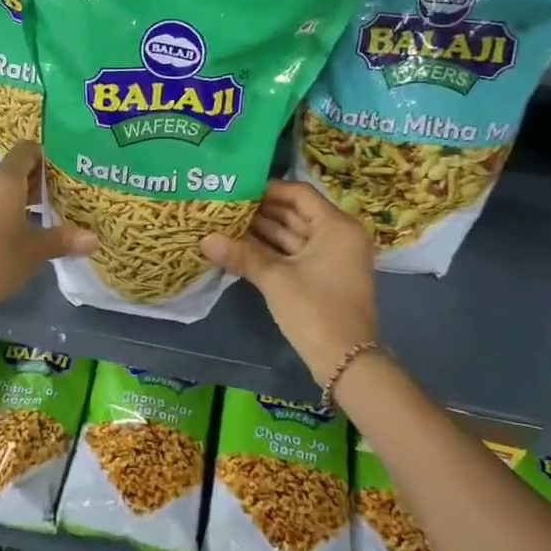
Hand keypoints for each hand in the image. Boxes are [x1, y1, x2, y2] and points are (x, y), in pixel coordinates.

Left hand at [0, 143, 94, 315]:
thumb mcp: (34, 251)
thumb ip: (63, 239)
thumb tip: (94, 238)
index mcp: (3, 179)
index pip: (26, 150)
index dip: (46, 158)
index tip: (64, 175)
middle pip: (13, 170)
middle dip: (36, 183)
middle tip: (61, 199)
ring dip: (18, 200)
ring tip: (41, 219)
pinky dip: (1, 212)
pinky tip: (14, 235)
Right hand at [201, 181, 377, 382]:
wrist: (346, 361)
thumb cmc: (315, 310)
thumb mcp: (276, 279)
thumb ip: (241, 254)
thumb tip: (204, 239)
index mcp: (336, 226)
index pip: (299, 193)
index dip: (268, 189)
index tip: (237, 189)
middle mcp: (338, 235)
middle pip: (295, 213)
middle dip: (260, 211)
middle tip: (225, 205)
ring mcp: (332, 257)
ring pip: (293, 235)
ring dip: (263, 231)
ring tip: (226, 223)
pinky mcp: (324, 276)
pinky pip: (295, 253)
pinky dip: (271, 250)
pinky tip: (240, 247)